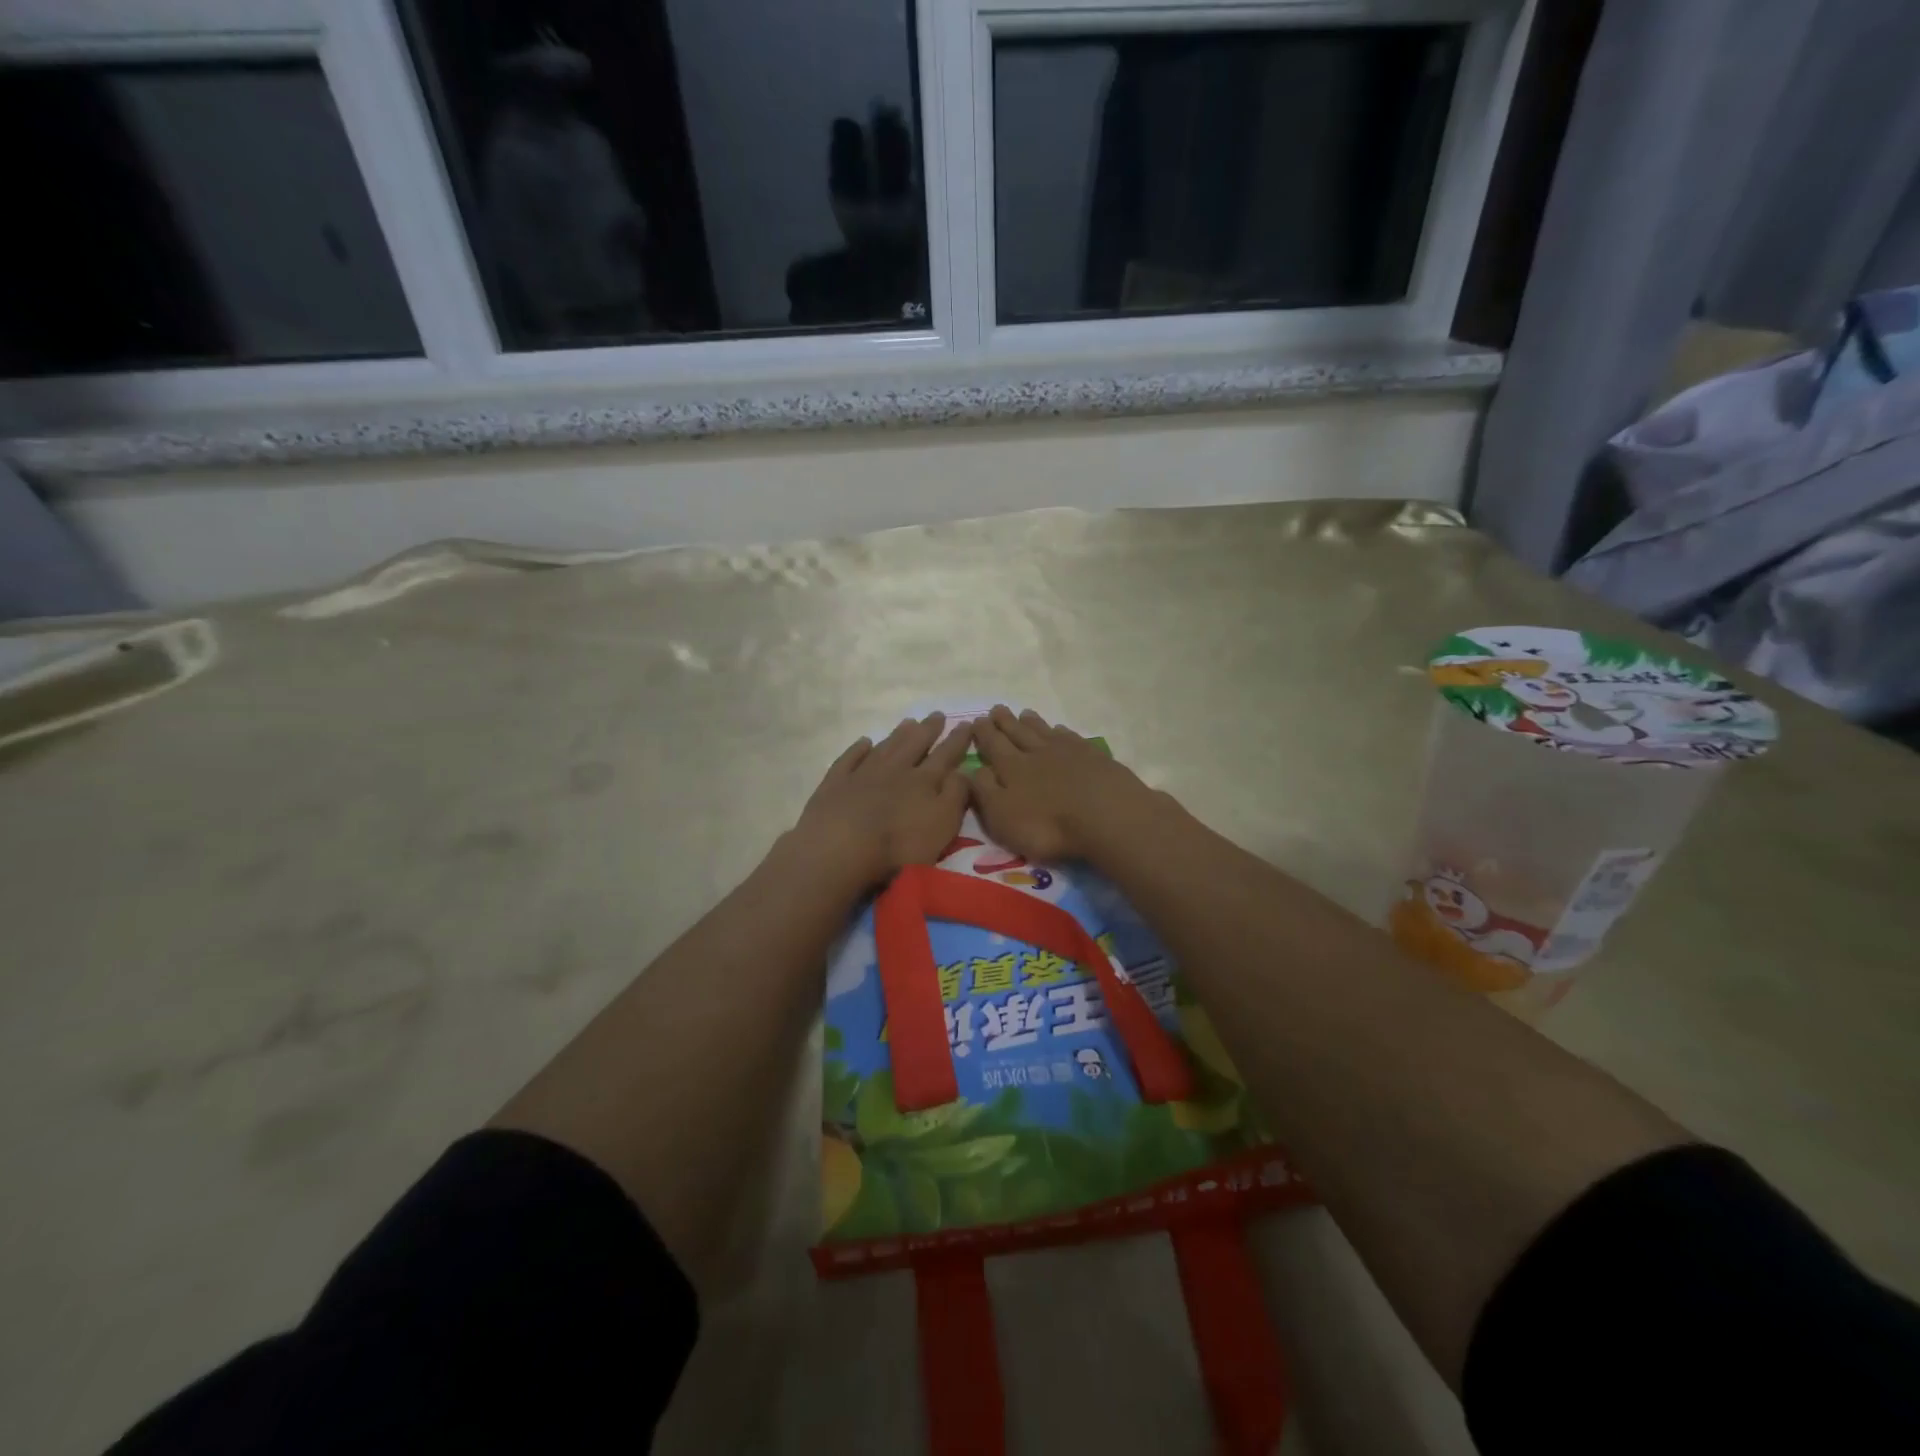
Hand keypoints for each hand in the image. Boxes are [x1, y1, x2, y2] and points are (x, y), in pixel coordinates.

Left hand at [795, 713, 973, 887]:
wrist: (841, 848)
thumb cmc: (899, 844)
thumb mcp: (942, 824)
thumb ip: (956, 795)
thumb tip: (963, 770)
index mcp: (923, 781)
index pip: (945, 755)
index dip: (958, 740)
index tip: (968, 723)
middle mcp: (895, 770)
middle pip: (914, 744)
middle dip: (928, 730)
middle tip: (937, 714)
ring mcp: (862, 774)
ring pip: (885, 748)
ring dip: (898, 735)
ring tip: (908, 722)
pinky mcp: (835, 784)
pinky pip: (849, 759)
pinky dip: (858, 749)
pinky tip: (864, 742)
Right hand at [970, 706, 1159, 862]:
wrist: (1106, 816)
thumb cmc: (1047, 825)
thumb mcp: (1003, 816)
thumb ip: (984, 791)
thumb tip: (971, 769)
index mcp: (1012, 768)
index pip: (993, 746)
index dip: (984, 733)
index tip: (977, 719)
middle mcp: (1037, 753)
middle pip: (1018, 733)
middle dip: (1005, 722)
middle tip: (997, 708)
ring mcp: (1068, 752)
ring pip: (1044, 732)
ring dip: (1032, 722)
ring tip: (1024, 713)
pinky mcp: (1094, 757)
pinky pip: (1072, 738)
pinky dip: (1062, 732)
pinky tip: (1060, 730)